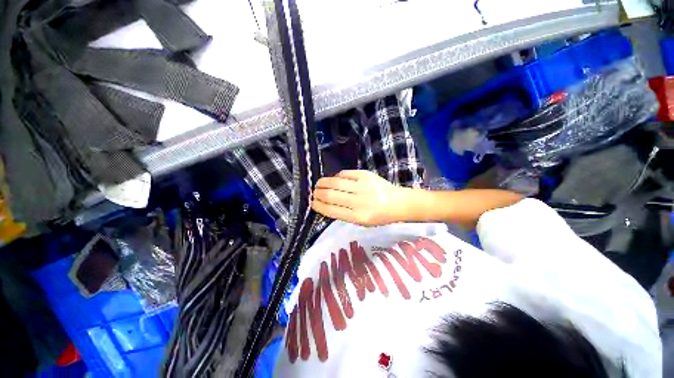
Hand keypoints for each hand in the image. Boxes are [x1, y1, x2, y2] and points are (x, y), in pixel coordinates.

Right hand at [312, 170, 405, 225]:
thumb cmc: (379, 216)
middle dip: (318, 193)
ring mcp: (363, 186)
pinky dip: (336, 176)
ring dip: (323, 183)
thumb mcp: (361, 222)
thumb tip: (325, 203)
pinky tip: (335, 179)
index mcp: (358, 216)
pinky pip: (345, 173)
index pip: (331, 210)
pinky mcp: (365, 174)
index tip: (312, 203)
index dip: (318, 206)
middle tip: (314, 193)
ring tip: (319, 185)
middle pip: (330, 195)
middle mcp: (359, 201)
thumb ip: (343, 214)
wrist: (398, 202)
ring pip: (335, 182)